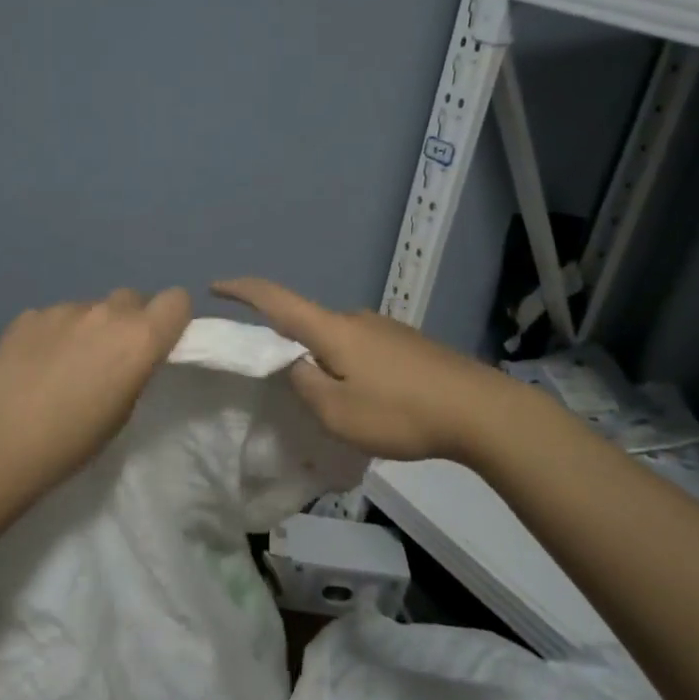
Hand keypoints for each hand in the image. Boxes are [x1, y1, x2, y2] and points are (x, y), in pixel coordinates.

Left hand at [0, 287, 192, 487]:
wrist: (5, 442)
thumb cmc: (77, 438)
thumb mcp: (126, 408)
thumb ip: (136, 365)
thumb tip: (129, 350)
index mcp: (140, 336)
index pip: (176, 299)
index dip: (170, 317)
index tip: (158, 341)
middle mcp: (106, 312)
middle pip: (131, 298)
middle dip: (127, 320)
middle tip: (110, 355)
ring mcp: (63, 309)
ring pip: (89, 308)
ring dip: (87, 327)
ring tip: (65, 363)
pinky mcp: (28, 315)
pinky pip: (53, 316)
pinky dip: (52, 334)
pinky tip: (35, 364)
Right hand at [211, 278, 510, 463]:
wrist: (482, 412)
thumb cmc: (401, 412)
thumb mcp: (338, 413)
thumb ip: (305, 385)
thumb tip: (296, 366)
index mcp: (333, 330)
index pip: (277, 300)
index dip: (243, 290)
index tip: (216, 286)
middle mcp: (356, 319)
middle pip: (309, 325)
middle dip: (291, 348)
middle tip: (289, 388)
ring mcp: (386, 329)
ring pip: (339, 342)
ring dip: (328, 364)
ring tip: (338, 406)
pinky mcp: (410, 344)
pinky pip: (365, 351)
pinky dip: (354, 369)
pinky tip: (372, 402)